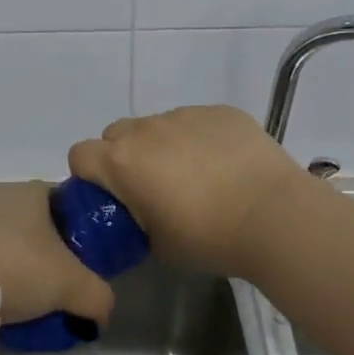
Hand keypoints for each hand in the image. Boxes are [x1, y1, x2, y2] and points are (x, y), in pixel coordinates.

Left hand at [0, 182, 116, 327]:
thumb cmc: (20, 268)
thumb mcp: (75, 287)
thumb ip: (98, 297)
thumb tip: (102, 312)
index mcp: (34, 191)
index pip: (64, 203)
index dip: (76, 231)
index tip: (80, 261)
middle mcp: (1, 193)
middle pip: (33, 223)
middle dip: (43, 251)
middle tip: (53, 285)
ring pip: (3, 240)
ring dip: (13, 264)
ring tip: (21, 299)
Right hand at [68, 106, 316, 281]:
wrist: (273, 215)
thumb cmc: (208, 237)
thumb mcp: (156, 243)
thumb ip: (135, 219)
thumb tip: (139, 211)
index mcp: (122, 162)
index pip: (80, 154)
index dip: (89, 175)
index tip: (111, 196)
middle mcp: (146, 130)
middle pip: (116, 133)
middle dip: (124, 155)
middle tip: (152, 186)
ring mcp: (185, 115)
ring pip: (158, 126)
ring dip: (164, 146)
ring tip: (198, 177)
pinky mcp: (219, 111)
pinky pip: (196, 121)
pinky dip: (200, 139)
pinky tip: (227, 165)